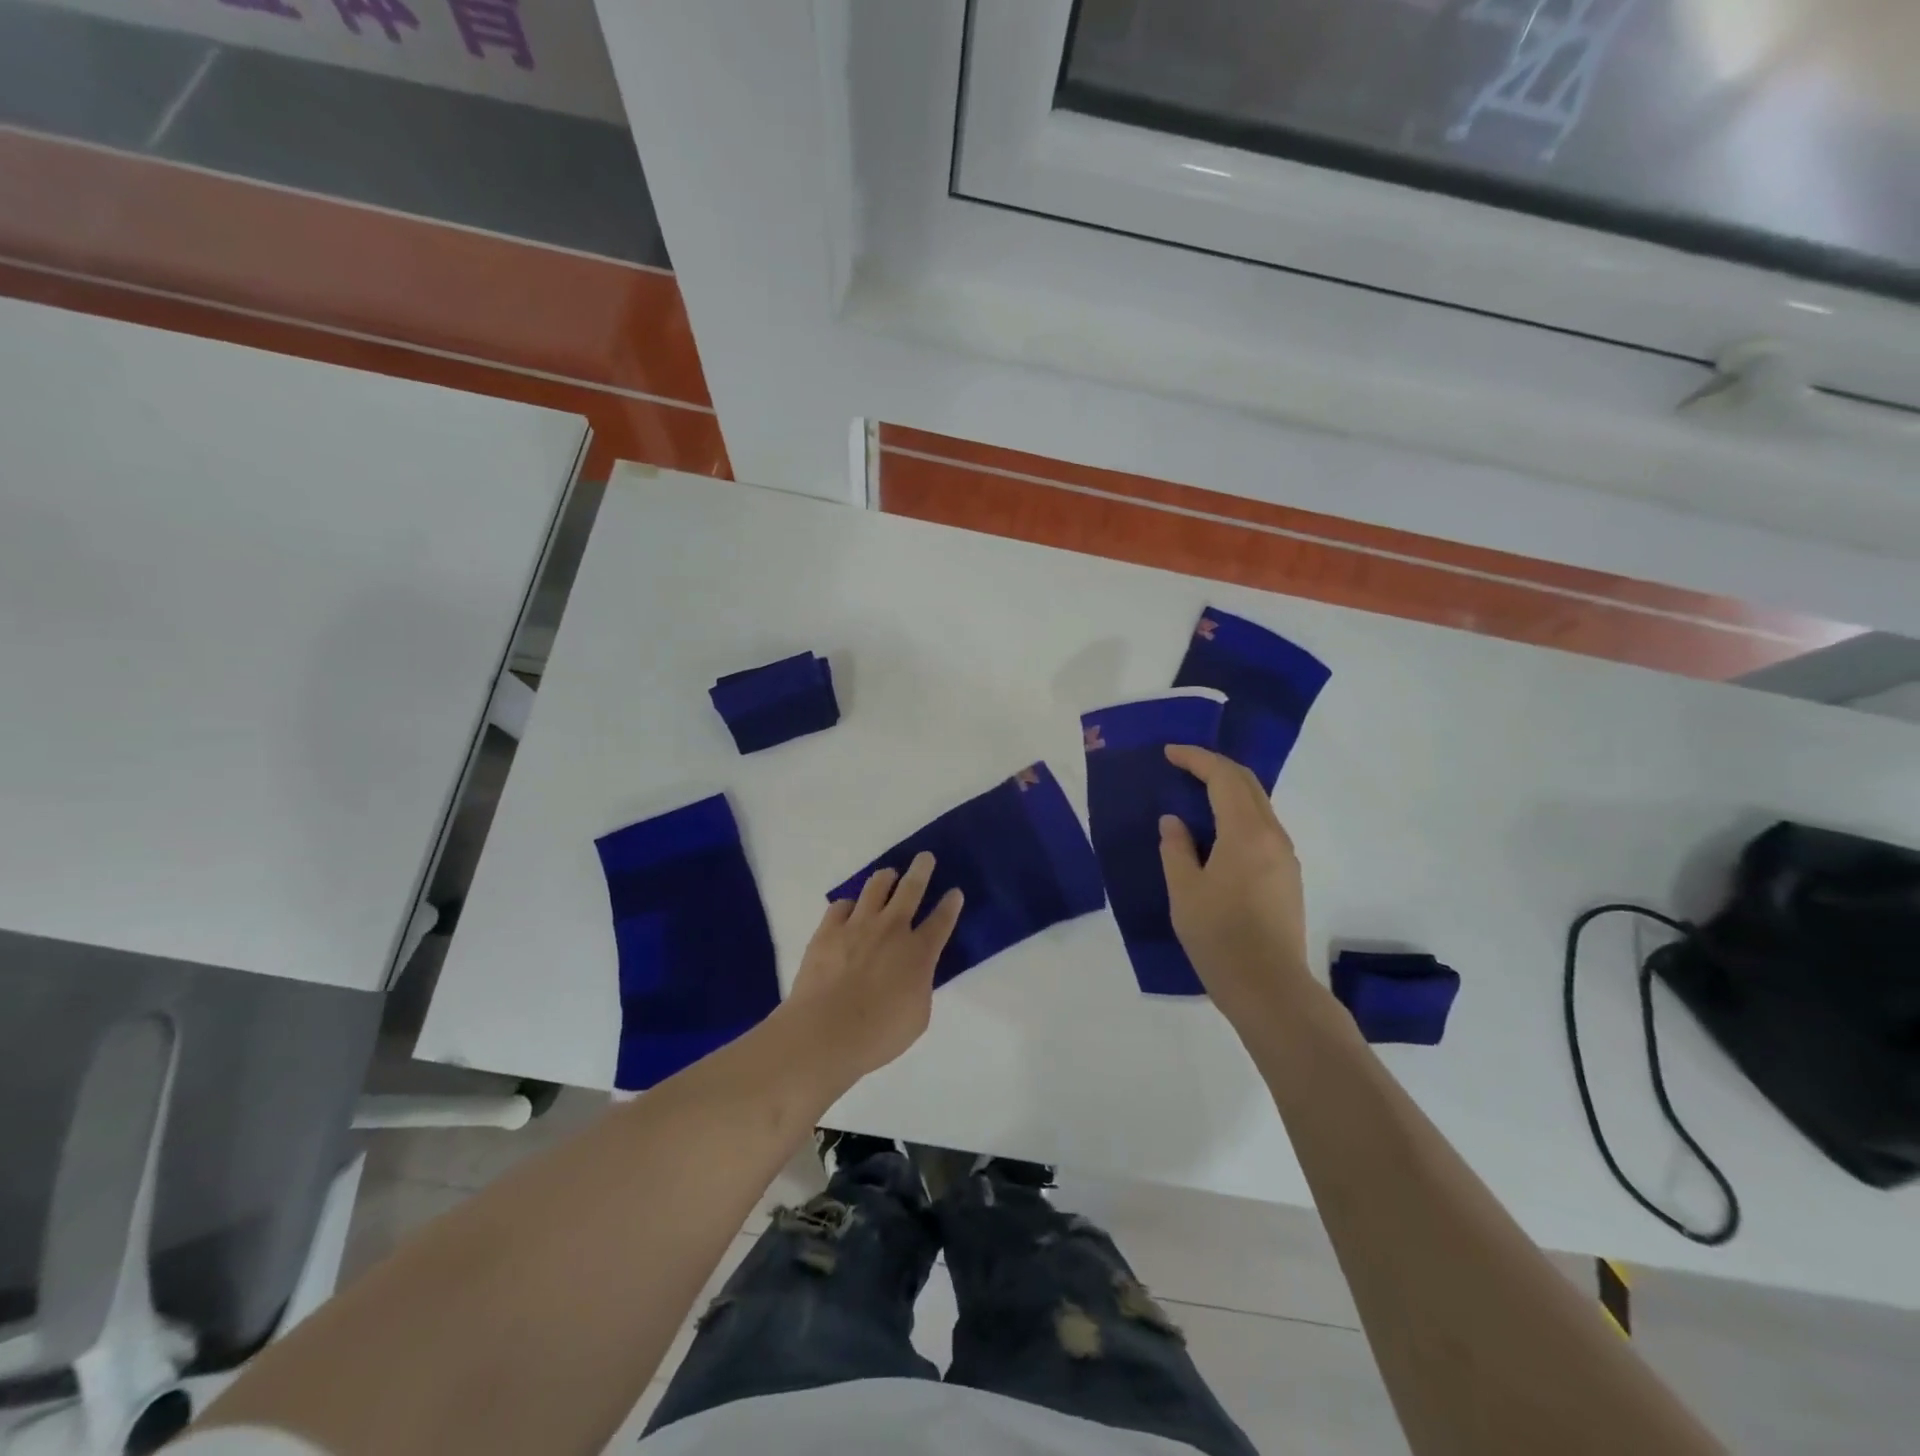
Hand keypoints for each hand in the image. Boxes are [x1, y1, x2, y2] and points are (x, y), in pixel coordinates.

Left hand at [782, 852, 963, 1085]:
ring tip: (888, 875)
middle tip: (925, 857)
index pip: (941, 920)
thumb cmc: (878, 1035)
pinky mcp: (828, 930)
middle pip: (911, 888)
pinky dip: (849, 905)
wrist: (825, 1032)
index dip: (951, 904)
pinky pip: (841, 905)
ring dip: (886, 877)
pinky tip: (849, 910)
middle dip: (921, 870)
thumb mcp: (917, 1016)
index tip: (955, 891)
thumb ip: (920, 986)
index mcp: (919, 952)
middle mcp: (892, 929)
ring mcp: (858, 925)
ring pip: (876, 886)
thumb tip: (914, 973)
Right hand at [1158, 745, 1312, 1024]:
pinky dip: (1237, 814)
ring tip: (1195, 794)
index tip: (1169, 753)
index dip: (1196, 758)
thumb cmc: (1219, 937)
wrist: (1269, 988)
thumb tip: (1175, 822)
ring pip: (1258, 805)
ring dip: (1228, 790)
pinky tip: (1216, 831)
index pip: (1224, 778)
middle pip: (1247, 784)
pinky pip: (1262, 827)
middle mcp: (1273, 836)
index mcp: (1246, 833)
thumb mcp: (1184, 891)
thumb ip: (1176, 848)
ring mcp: (1285, 857)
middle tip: (1182, 765)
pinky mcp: (1287, 876)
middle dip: (1215, 767)